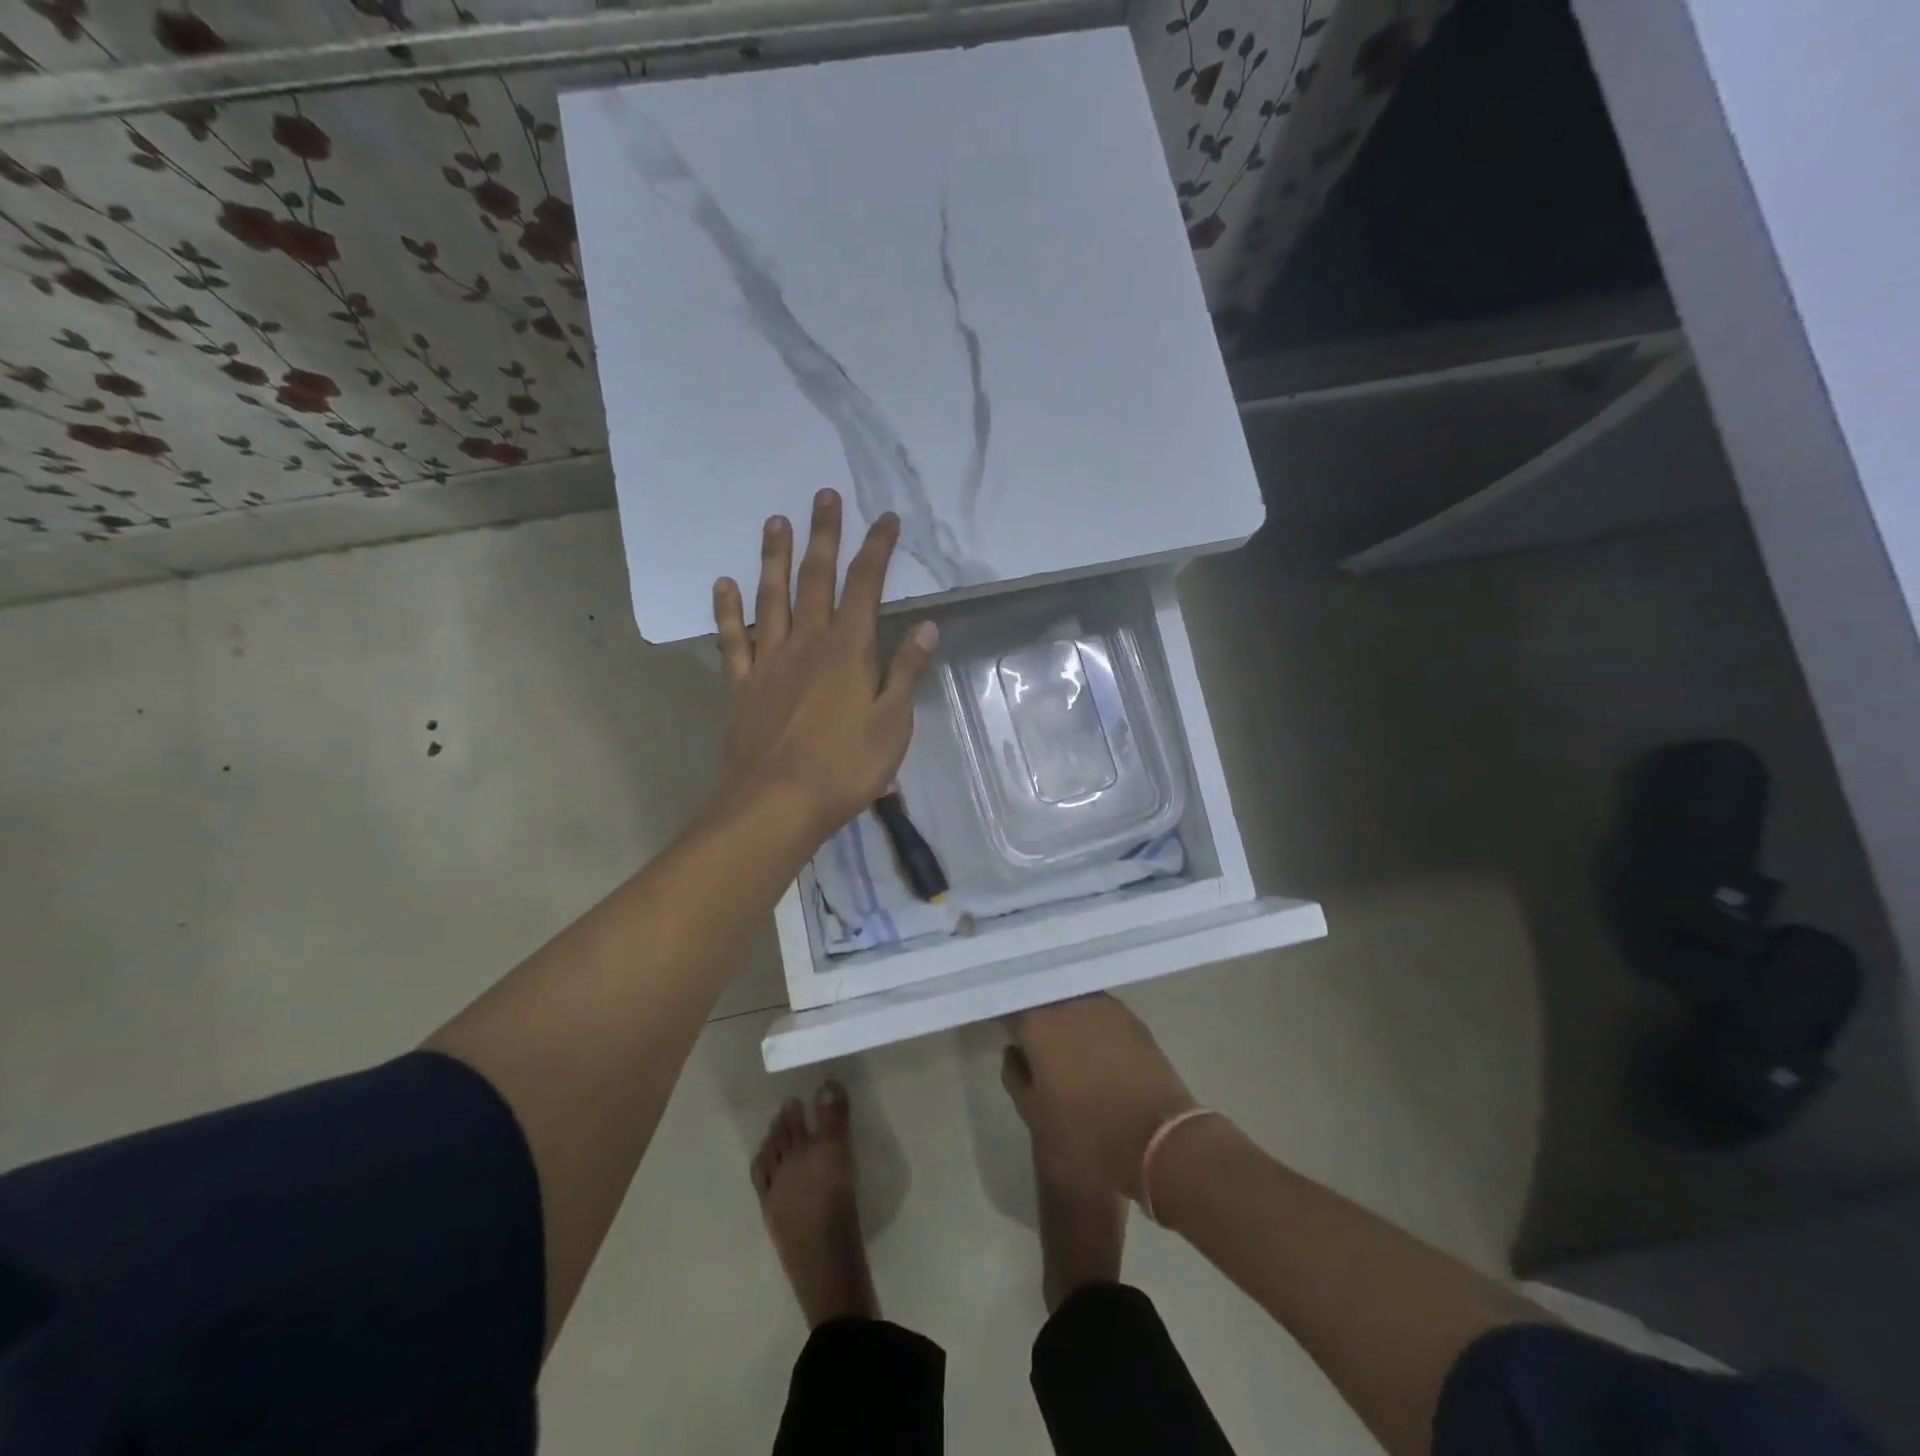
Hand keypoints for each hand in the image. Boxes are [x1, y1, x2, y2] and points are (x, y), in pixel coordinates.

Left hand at [714, 488, 937, 840]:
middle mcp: (807, 643)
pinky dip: (727, 611)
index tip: (885, 518)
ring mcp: (770, 661)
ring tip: (776, 521)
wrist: (779, 802)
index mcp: (849, 650)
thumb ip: (906, 672)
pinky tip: (723, 584)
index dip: (877, 549)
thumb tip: (927, 627)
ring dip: (775, 558)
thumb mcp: (893, 724)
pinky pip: (733, 639)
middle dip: (824, 535)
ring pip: (771, 598)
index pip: (867, 586)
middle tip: (824, 495)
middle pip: (817, 579)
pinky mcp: (742, 684)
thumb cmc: (846, 766)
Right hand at [1002, 993, 1199, 1200]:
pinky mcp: (1133, 1018)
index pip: (1010, 1006)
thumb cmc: (1087, 1133)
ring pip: (1072, 1001)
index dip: (1004, 1018)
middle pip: (1043, 997)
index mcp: (1039, 1021)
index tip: (1002, 1031)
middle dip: (1034, 1012)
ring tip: (1061, 1041)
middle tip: (1030, 1037)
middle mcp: (1070, 1002)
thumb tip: (1014, 1052)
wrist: (1159, 1139)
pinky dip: (1090, 1023)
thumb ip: (1015, 1075)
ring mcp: (1105, 1006)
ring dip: (1063, 1016)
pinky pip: (1099, 1012)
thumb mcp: (1035, 1114)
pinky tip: (1091, 1045)